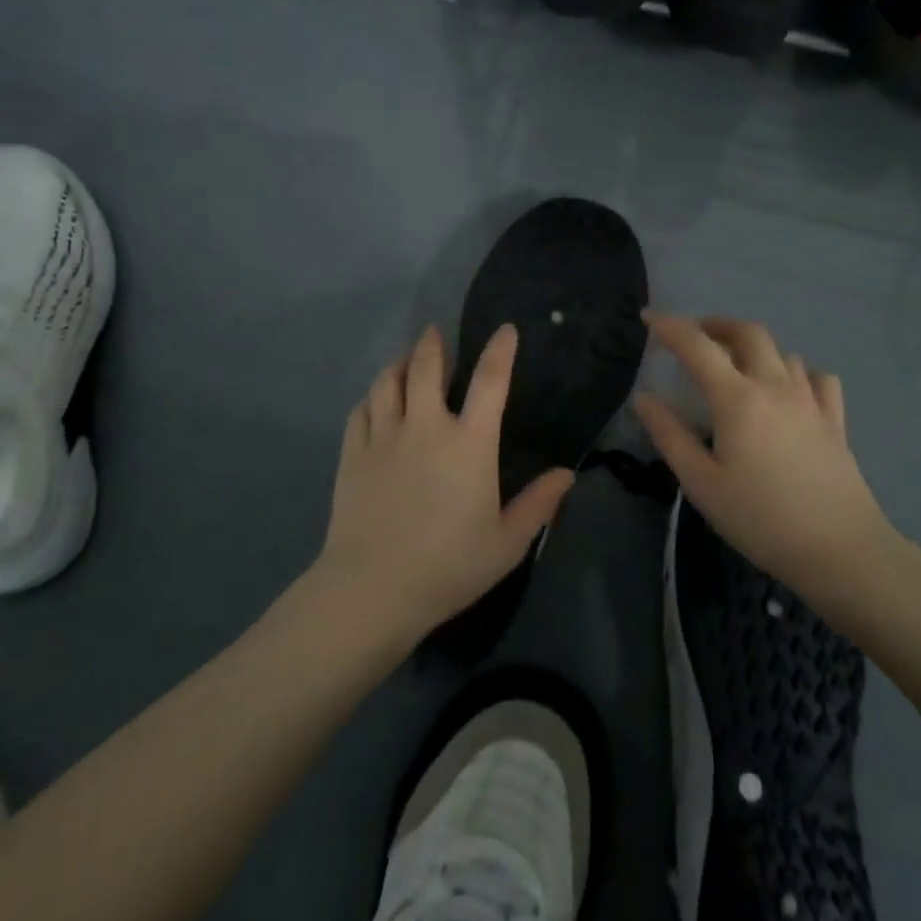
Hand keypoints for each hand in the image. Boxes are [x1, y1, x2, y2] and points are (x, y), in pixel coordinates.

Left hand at [317, 325, 574, 645]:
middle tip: (436, 333)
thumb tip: (567, 473)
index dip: (500, 350)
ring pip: (388, 381)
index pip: (489, 381)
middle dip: (433, 344)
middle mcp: (425, 427)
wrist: (372, 590)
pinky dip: (372, 396)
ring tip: (407, 360)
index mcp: (469, 443)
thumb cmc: (449, 567)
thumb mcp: (507, 543)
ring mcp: (384, 437)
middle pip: (426, 367)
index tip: (505, 330)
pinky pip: (361, 410)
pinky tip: (376, 400)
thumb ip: (539, 504)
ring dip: (400, 363)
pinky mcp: (353, 454)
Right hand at [633, 313, 898, 606]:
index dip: (669, 326)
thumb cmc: (760, 518)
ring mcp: (810, 399)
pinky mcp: (834, 419)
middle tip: (695, 336)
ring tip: (736, 366)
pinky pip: (815, 377)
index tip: (648, 317)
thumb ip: (670, 435)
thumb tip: (643, 398)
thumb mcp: (701, 483)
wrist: (840, 550)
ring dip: (753, 348)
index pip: (697, 345)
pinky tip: (788, 389)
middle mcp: (775, 386)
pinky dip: (795, 371)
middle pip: (747, 333)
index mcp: (737, 398)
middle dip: (716, 325)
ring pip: (781, 352)